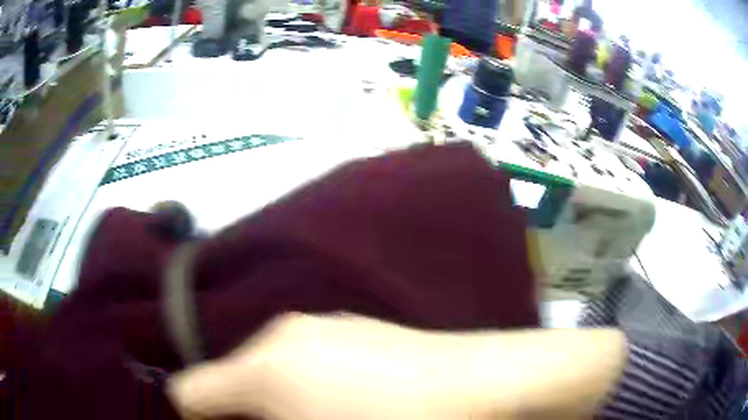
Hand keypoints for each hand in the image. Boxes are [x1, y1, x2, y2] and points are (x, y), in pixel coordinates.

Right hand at [168, 314, 626, 419]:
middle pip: (231, 381)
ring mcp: (322, 326)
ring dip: (275, 401)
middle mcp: (284, 334)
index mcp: (265, 366)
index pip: (194, 391)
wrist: (485, 384)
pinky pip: (304, 359)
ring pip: (268, 370)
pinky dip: (304, 385)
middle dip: (241, 414)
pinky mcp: (353, 328)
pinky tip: (345, 404)